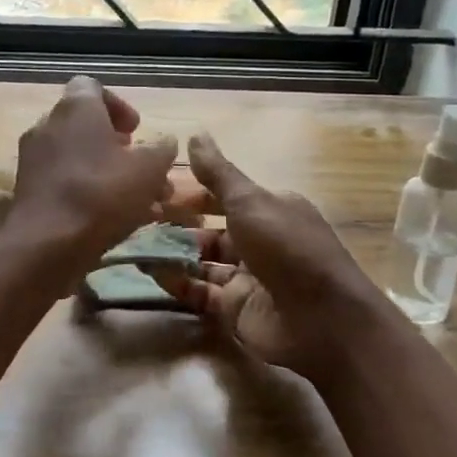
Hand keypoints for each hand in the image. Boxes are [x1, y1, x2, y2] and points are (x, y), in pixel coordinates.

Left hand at [2, 77, 176, 264]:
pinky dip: (88, 193)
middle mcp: (48, 125)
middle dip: (118, 147)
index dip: (118, 106)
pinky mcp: (28, 190)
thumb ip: (160, 149)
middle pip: (86, 126)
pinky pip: (64, 181)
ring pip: (78, 158)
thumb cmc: (101, 194)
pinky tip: (115, 220)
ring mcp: (33, 158)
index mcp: (75, 108)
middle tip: (141, 168)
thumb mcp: (149, 169)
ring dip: (108, 174)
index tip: (136, 131)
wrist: (46, 245)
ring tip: (139, 203)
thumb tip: (164, 142)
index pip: (92, 87)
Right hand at [160, 134, 383, 385]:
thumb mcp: (251, 202)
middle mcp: (258, 241)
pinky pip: (199, 291)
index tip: (154, 188)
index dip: (190, 192)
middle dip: (176, 224)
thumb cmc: (288, 249)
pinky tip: (150, 271)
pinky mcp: (235, 309)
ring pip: (201, 260)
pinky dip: (177, 282)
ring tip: (133, 243)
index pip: (223, 196)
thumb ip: (218, 174)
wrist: (322, 321)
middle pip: (209, 229)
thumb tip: (195, 135)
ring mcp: (246, 277)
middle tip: (135, 218)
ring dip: (171, 252)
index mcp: (269, 210)